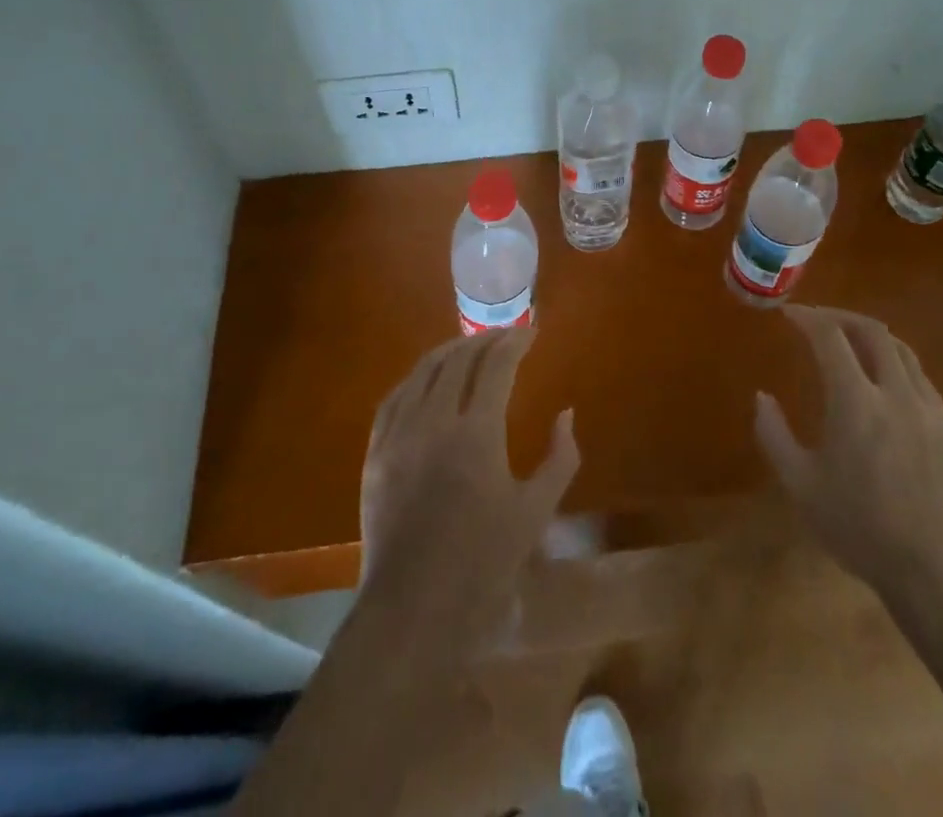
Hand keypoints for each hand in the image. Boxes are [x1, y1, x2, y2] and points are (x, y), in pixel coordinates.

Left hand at [359, 326, 578, 640]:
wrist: (413, 609)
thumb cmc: (483, 563)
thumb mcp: (535, 512)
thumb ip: (560, 458)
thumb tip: (566, 414)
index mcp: (477, 432)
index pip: (496, 366)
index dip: (515, 342)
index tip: (531, 334)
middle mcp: (434, 420)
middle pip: (458, 359)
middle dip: (485, 340)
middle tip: (506, 336)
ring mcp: (399, 434)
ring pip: (423, 372)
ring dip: (450, 351)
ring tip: (469, 347)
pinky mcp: (375, 453)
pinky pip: (394, 398)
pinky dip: (416, 378)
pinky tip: (426, 379)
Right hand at [754, 305, 942, 593]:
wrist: (936, 571)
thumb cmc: (860, 528)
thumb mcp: (801, 485)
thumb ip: (774, 435)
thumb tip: (761, 397)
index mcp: (856, 402)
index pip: (830, 337)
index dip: (807, 318)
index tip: (789, 314)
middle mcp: (895, 393)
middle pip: (872, 331)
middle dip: (840, 317)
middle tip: (817, 321)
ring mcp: (927, 408)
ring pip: (901, 349)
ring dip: (870, 335)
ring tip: (849, 342)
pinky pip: (919, 375)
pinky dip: (895, 361)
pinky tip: (883, 381)